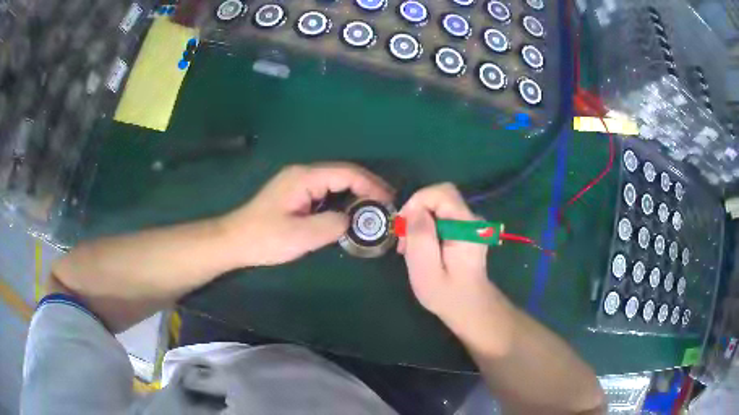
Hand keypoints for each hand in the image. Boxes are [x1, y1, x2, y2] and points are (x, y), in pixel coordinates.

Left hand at [221, 163, 392, 266]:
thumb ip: (331, 225)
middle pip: (343, 173)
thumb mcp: (300, 236)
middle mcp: (303, 174)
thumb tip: (351, 221)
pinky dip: (343, 200)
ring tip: (375, 210)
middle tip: (387, 206)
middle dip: (367, 187)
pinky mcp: (296, 194)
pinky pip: (326, 192)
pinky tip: (351, 213)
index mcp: (304, 178)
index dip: (371, 185)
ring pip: (335, 182)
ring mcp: (298, 183)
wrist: (234, 241)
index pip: (346, 173)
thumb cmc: (264, 238)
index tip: (388, 201)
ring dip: (356, 193)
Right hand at [399, 183, 513, 356]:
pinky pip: (442, 216)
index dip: (417, 202)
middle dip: (416, 211)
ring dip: (419, 221)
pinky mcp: (465, 230)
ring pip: (438, 206)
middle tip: (404, 240)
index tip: (402, 226)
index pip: (441, 193)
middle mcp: (472, 219)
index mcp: (466, 226)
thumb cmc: (446, 294)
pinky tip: (420, 249)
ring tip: (409, 249)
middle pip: (439, 196)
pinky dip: (426, 227)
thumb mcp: (426, 269)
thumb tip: (414, 210)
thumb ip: (420, 236)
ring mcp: (470, 224)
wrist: (469, 308)